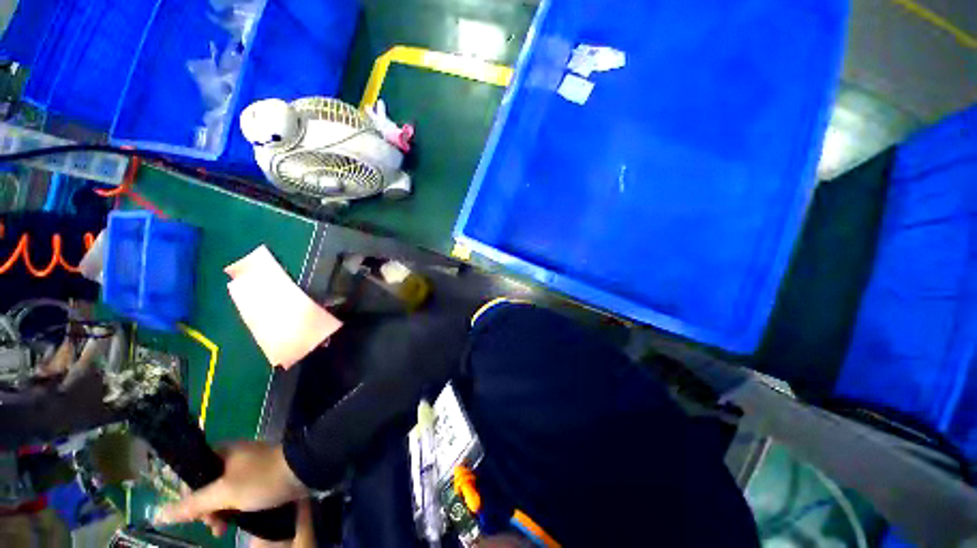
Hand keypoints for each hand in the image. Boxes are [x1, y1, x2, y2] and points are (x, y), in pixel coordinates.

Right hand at [155, 441, 306, 536]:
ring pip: (224, 493)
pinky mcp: (262, 477)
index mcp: (223, 451)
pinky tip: (235, 524)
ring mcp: (249, 467)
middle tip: (211, 525)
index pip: (192, 472)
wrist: (303, 471)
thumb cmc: (261, 479)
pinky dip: (234, 509)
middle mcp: (234, 457)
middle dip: (205, 509)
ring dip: (220, 513)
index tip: (192, 514)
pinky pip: (240, 495)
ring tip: (222, 531)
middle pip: (208, 485)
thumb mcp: (224, 493)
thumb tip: (157, 513)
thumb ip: (191, 504)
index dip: (187, 495)